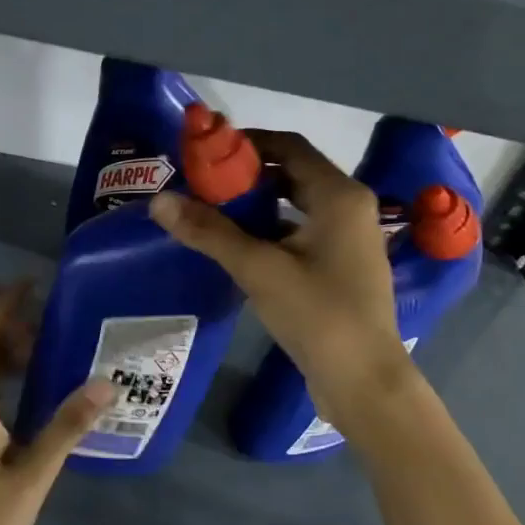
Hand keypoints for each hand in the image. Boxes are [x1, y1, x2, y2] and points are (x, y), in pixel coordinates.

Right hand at [150, 131, 416, 426]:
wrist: (364, 382)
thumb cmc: (318, 314)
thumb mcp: (258, 269)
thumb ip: (209, 231)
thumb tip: (159, 200)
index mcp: (339, 195)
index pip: (289, 146)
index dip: (247, 142)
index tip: (207, 152)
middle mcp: (349, 207)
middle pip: (293, 172)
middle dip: (248, 175)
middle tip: (203, 182)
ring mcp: (349, 238)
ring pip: (296, 204)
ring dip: (257, 203)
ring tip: (212, 210)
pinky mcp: (342, 264)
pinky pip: (301, 230)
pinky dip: (271, 229)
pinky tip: (238, 244)